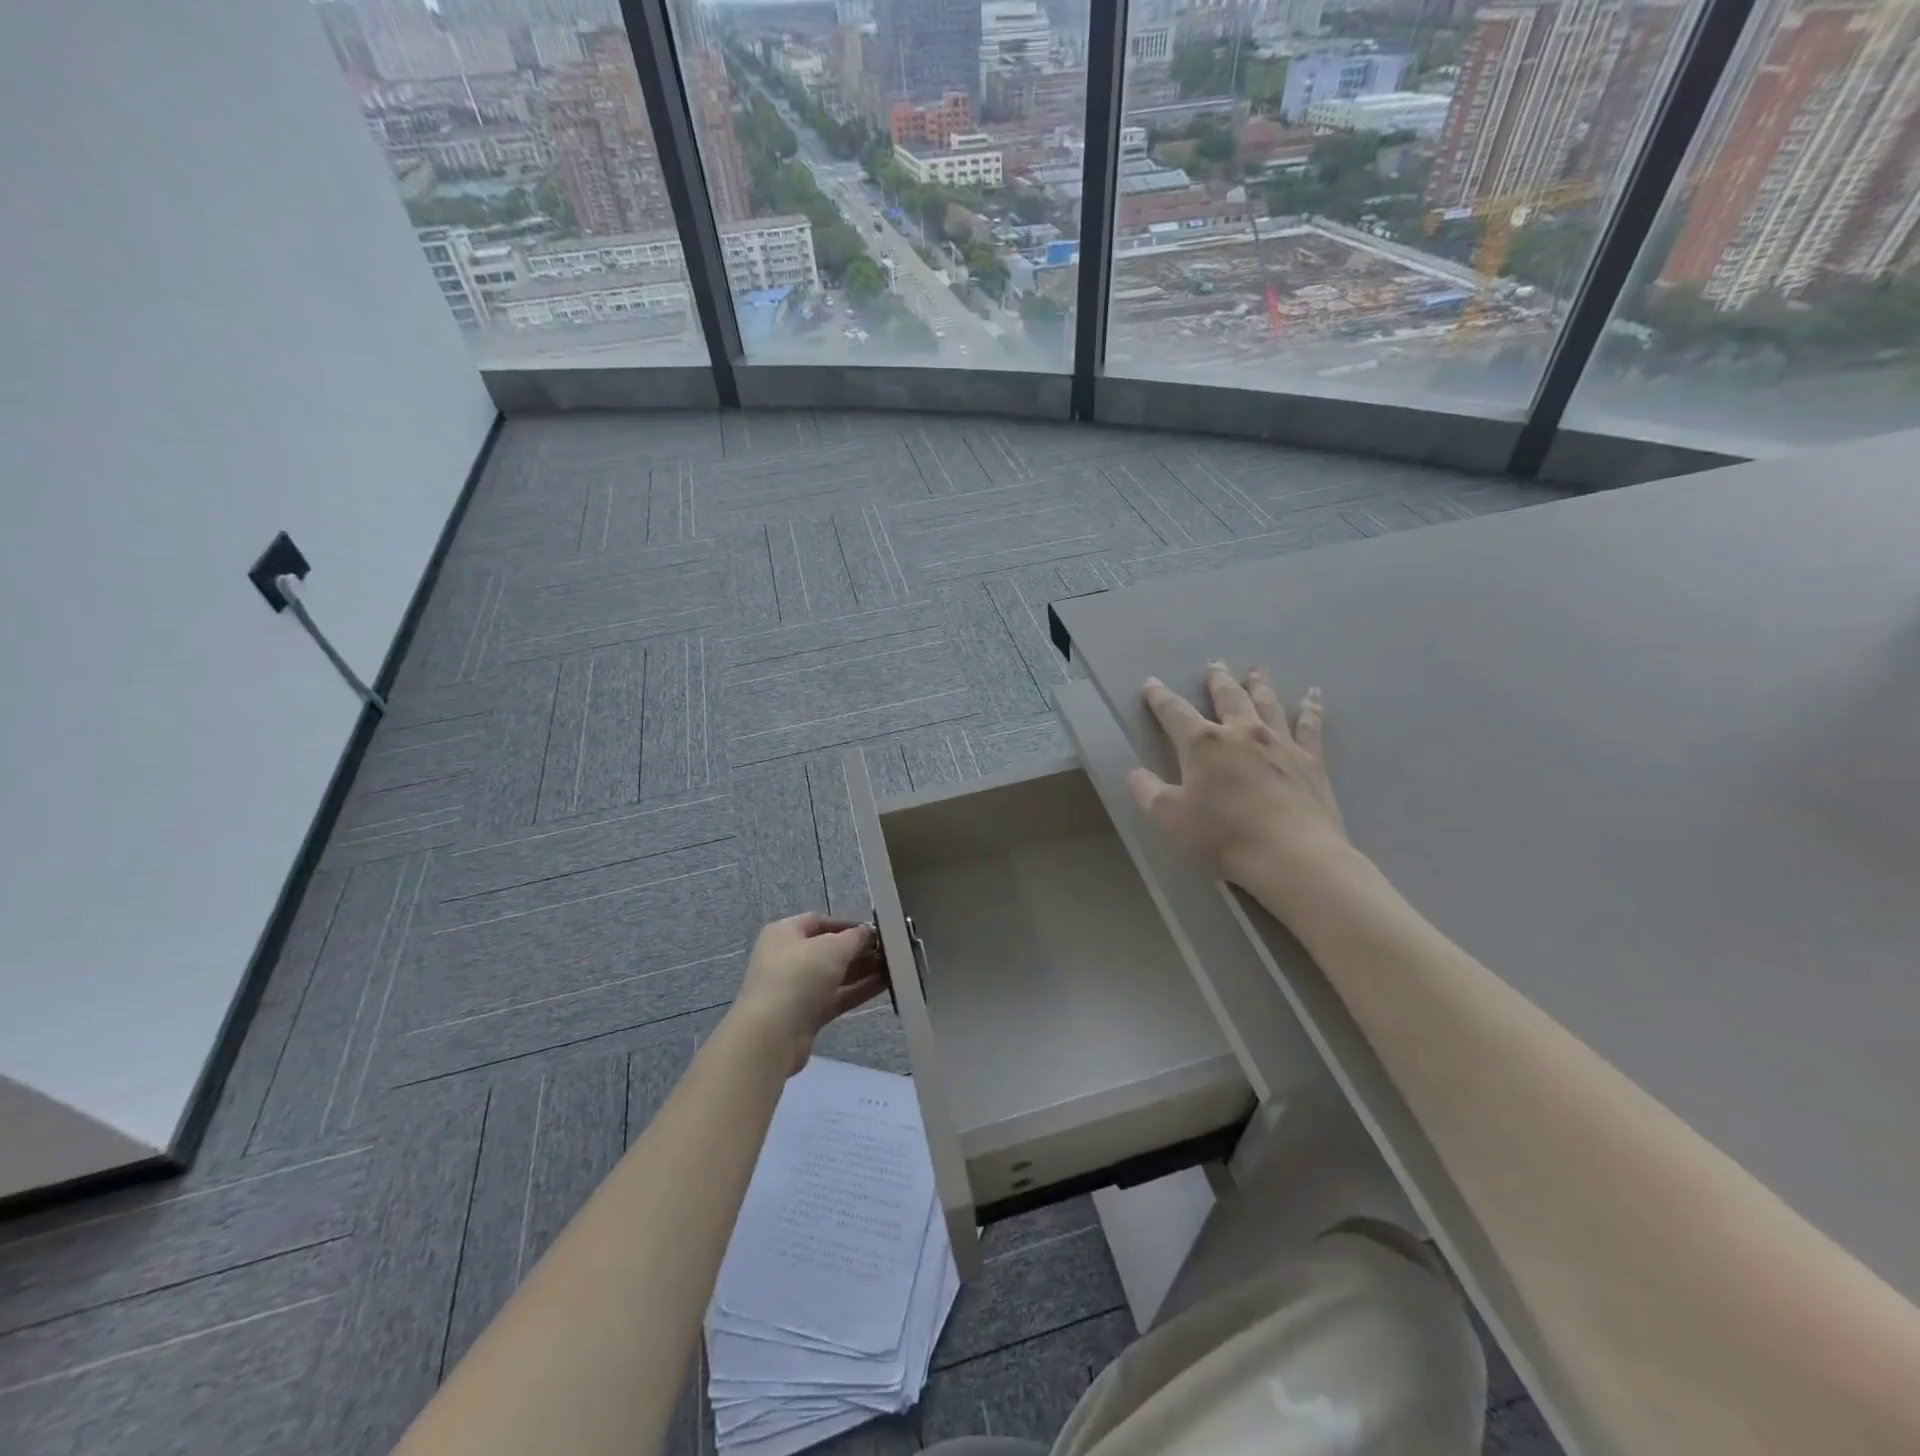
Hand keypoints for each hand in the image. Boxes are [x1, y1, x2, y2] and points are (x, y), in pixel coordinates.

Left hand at [729, 913, 886, 1075]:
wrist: (772, 1034)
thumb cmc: (799, 976)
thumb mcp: (832, 948)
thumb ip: (855, 937)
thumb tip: (868, 932)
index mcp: (784, 933)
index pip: (820, 921)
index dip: (848, 924)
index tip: (876, 930)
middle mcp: (787, 957)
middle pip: (829, 949)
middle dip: (859, 950)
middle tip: (890, 951)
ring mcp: (796, 988)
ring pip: (835, 975)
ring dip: (863, 971)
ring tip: (894, 967)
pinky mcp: (805, 1015)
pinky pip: (836, 997)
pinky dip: (858, 990)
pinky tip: (885, 986)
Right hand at [1128, 662, 1347, 887]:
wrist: (1292, 856)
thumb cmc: (1224, 837)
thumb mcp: (1170, 819)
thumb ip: (1149, 793)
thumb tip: (1135, 773)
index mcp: (1203, 744)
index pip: (1174, 712)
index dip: (1159, 697)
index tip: (1151, 683)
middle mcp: (1241, 733)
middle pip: (1227, 697)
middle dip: (1217, 680)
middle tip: (1214, 664)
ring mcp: (1280, 744)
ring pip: (1267, 704)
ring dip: (1259, 684)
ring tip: (1256, 670)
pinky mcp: (1310, 761)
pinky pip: (1309, 727)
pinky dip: (1310, 709)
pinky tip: (1312, 696)